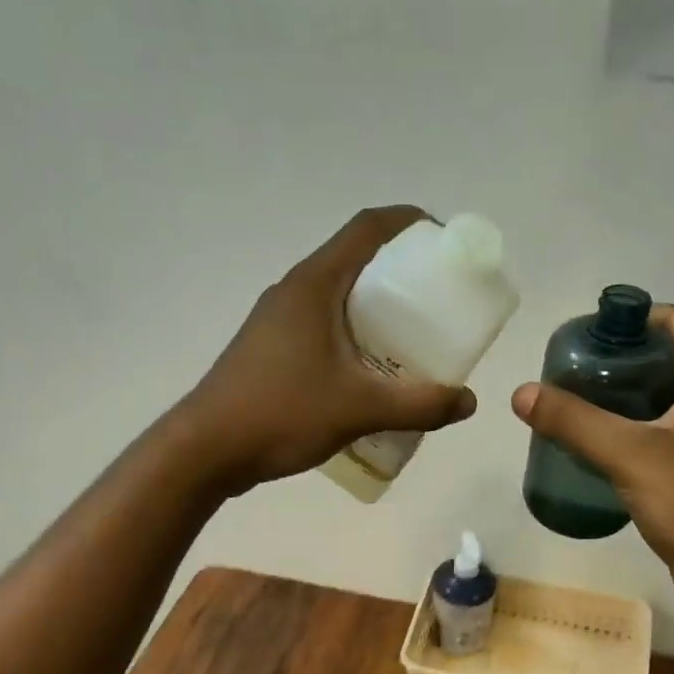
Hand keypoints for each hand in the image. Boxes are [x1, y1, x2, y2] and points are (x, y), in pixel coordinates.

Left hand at [177, 206, 476, 490]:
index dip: (411, 223)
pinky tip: (373, 373)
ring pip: (340, 297)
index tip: (447, 244)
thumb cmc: (281, 414)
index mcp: (315, 284)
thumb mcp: (360, 409)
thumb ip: (419, 404)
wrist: (205, 450)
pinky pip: (325, 326)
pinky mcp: (271, 349)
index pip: (368, 228)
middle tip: (440, 302)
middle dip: (403, 273)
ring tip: (414, 339)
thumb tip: (467, 402)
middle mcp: (295, 291)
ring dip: (378, 308)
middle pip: (357, 260)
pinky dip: (356, 335)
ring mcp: (279, 320)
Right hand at [510, 306, 673, 611]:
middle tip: (573, 374)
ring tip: (578, 407)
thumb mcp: (628, 455)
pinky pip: (665, 434)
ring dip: (625, 398)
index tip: (589, 334)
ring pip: (665, 399)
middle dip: (621, 360)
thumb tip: (522, 393)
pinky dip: (634, 430)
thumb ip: (574, 421)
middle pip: (668, 359)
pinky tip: (600, 448)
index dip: (634, 318)